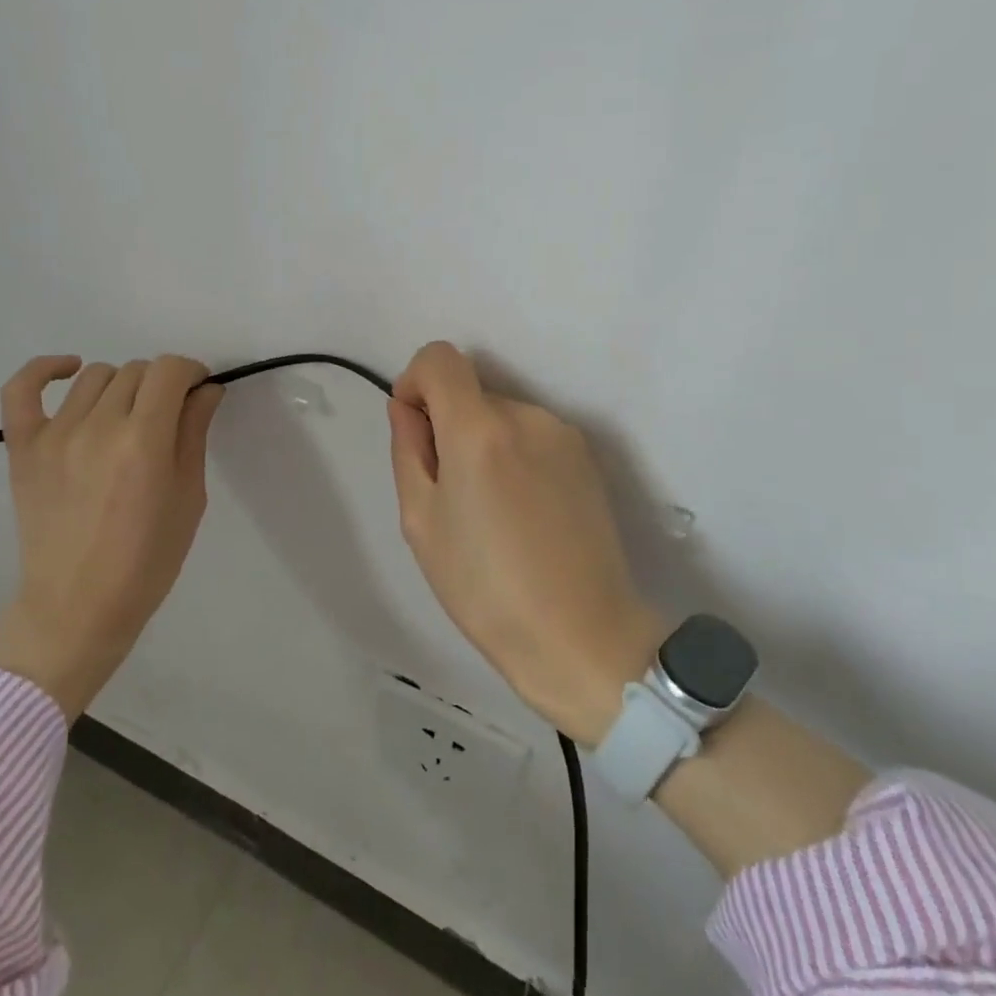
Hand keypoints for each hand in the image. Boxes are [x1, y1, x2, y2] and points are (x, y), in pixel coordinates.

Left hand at [0, 355, 223, 719]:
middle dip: (162, 385)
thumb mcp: (188, 498)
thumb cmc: (146, 561)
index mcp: (145, 441)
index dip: (191, 372)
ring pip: (96, 376)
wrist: (77, 608)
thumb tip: (205, 390)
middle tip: (168, 417)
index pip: (170, 370)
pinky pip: (22, 389)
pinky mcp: (23, 448)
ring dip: (121, 386)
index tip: (198, 391)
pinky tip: (69, 370)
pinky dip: (44, 369)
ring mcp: (55, 435)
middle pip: (137, 371)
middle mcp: (99, 427)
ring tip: (127, 416)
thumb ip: (194, 434)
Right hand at [388, 342, 667, 743]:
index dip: (416, 382)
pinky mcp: (588, 459)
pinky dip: (515, 458)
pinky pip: (533, 438)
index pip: (440, 358)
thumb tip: (407, 407)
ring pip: (502, 417)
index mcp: (479, 428)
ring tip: (492, 513)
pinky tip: (524, 516)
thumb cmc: (485, 588)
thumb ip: (407, 449)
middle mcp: (527, 415)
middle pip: (471, 393)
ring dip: (484, 445)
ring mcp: (564, 435)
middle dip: (450, 427)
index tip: (415, 429)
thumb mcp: (421, 521)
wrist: (583, 637)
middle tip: (451, 496)